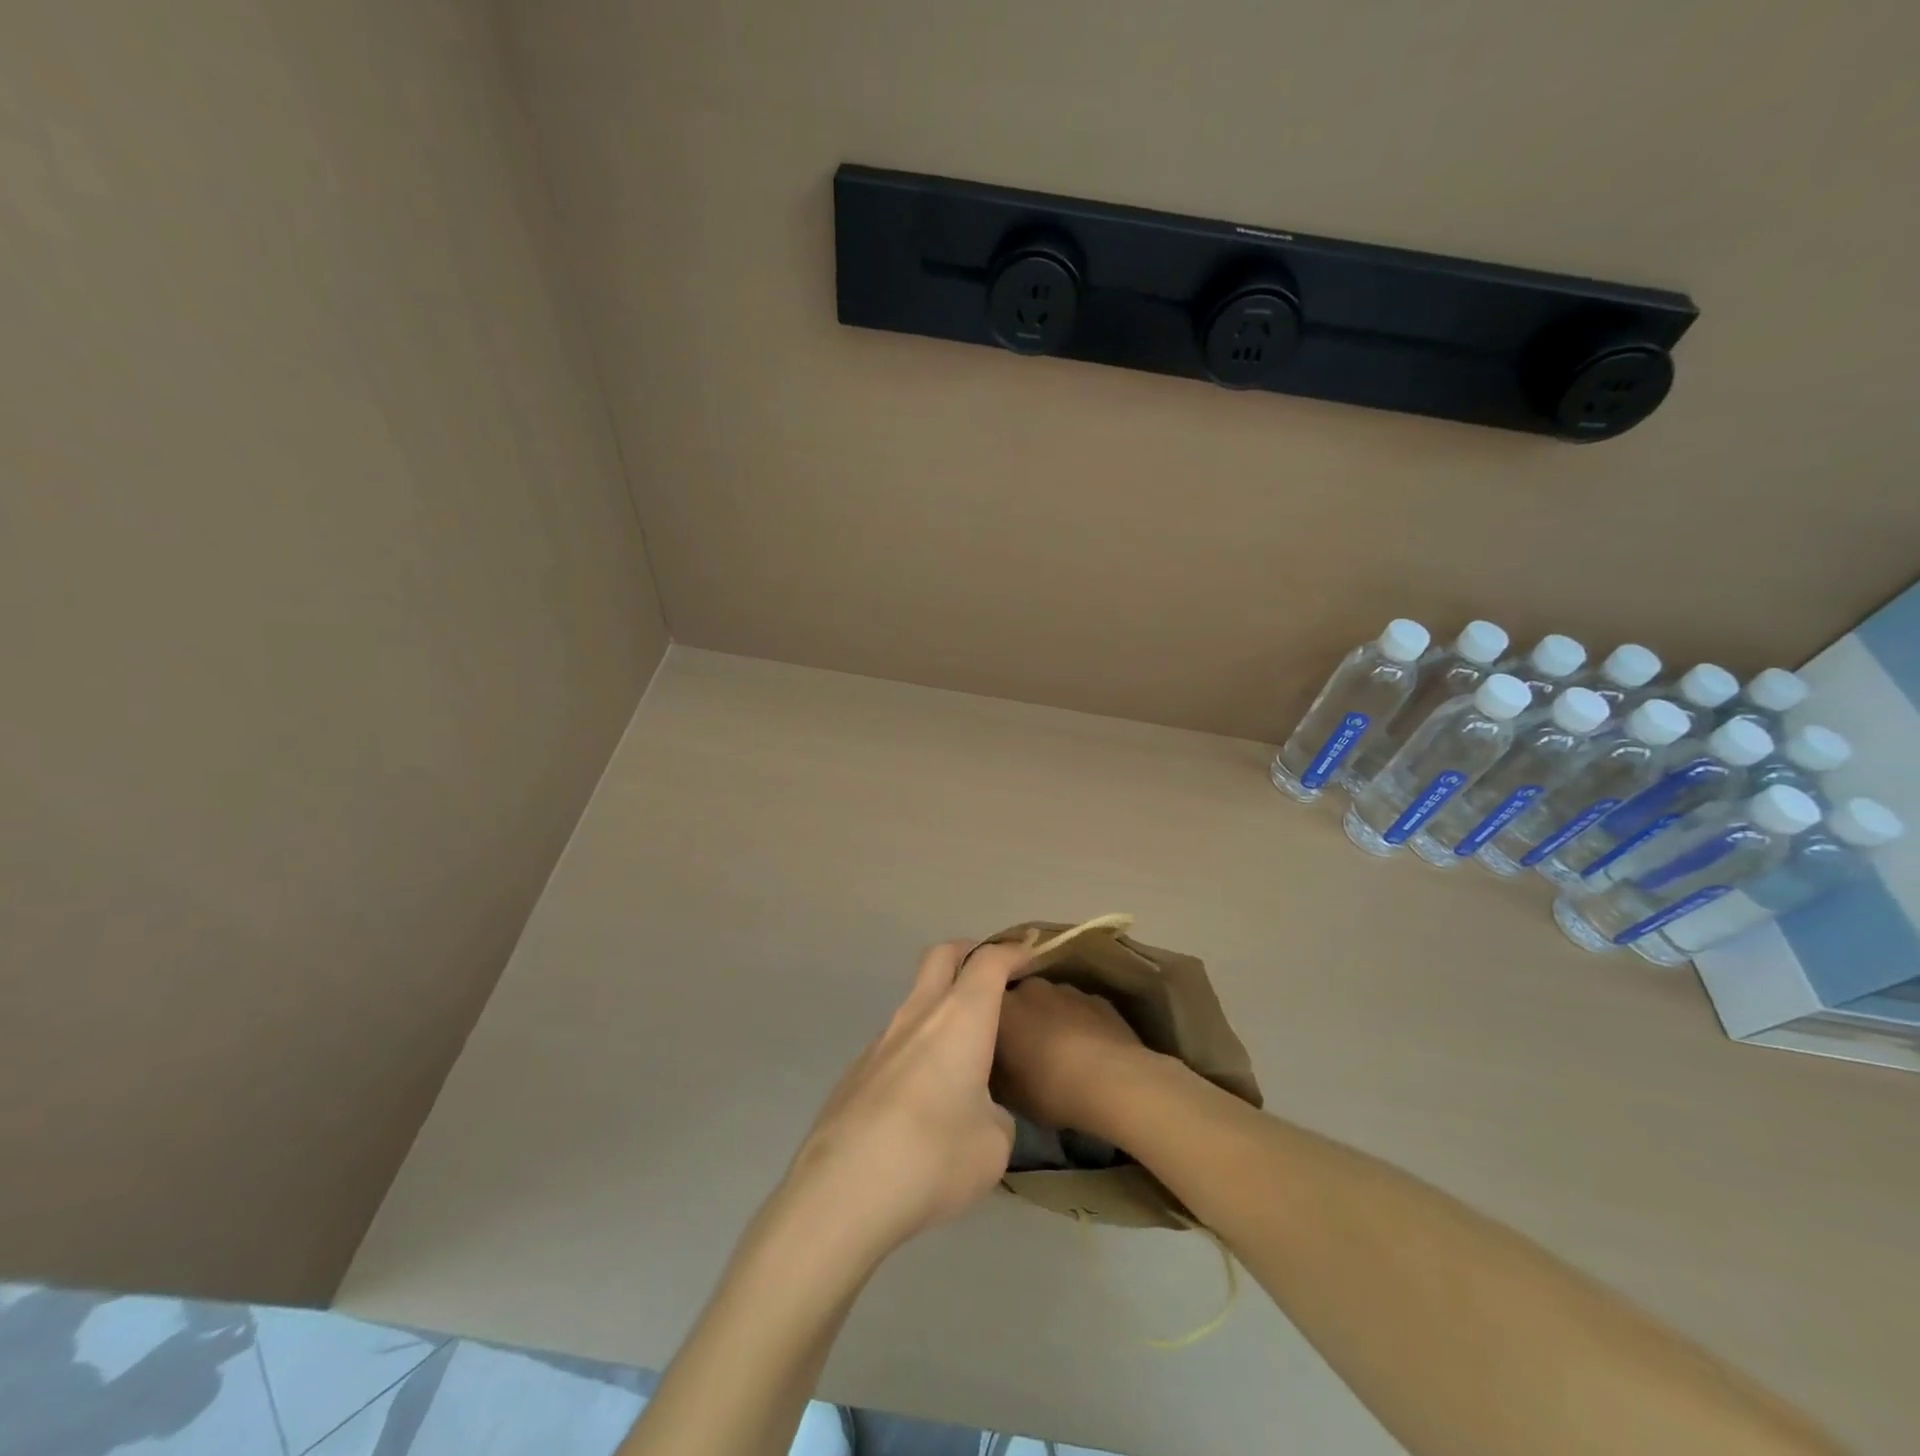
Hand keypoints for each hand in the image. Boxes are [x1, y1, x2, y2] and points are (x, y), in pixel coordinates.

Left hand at [780, 941, 1028, 1264]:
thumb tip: (980, 1113)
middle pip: (940, 956)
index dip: (1012, 952)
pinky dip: (918, 1048)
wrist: (842, 1190)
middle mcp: (919, 1014)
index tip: (1030, 957)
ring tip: (963, 1053)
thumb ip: (996, 1116)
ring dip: (941, 1007)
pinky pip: (896, 1042)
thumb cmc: (933, 1156)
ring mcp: (881, 1040)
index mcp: (960, 1018)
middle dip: (968, 953)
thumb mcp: (994, 1145)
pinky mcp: (857, 1071)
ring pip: (915, 1000)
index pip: (989, 961)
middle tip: (992, 975)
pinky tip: (923, 1098)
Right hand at [994, 978, 1157, 1141]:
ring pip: (1051, 1002)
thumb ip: (995, 1072)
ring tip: (1060, 1051)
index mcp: (1003, 1007)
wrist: (1113, 1081)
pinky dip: (1079, 1024)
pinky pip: (1080, 1010)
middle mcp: (1031, 988)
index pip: (983, 1002)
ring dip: (1050, 1019)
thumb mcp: (1009, 1095)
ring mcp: (1067, 990)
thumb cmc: (1050, 1088)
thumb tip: (993, 1067)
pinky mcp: (1098, 999)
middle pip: (1019, 998)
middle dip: (1020, 1018)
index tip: (991, 1042)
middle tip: (1024, 1048)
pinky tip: (1089, 1051)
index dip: (986, 1021)